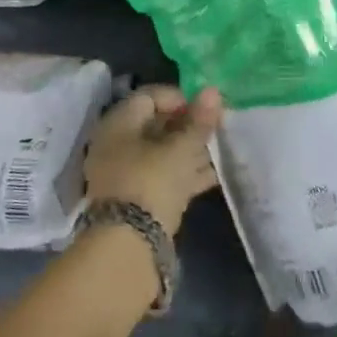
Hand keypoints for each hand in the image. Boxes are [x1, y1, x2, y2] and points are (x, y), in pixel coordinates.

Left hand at [83, 85, 222, 235]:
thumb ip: (199, 121)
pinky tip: (214, 175)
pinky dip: (184, 173)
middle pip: (155, 125)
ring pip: (161, 153)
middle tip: (215, 129)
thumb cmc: (153, 181)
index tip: (205, 108)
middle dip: (187, 126)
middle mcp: (116, 145)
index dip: (179, 98)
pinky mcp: (135, 200)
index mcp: (119, 123)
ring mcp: (124, 174)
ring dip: (189, 151)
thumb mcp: (182, 148)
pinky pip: (162, 177)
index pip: (150, 96)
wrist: (129, 245)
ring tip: (220, 151)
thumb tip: (213, 91)